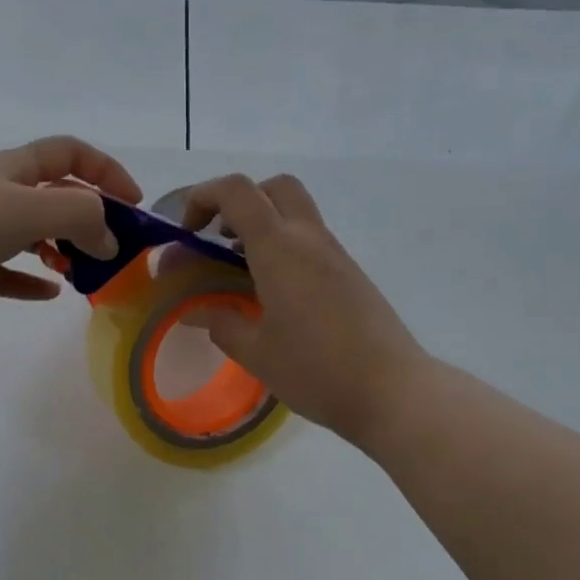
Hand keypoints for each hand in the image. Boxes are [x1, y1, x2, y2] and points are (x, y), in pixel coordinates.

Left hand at [0, 136, 140, 326]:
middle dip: (89, 218)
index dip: (106, 171)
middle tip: (115, 251)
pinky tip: (50, 293)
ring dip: (63, 250)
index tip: (134, 204)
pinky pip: (6, 274)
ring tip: (87, 273)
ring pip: (32, 236)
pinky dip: (30, 282)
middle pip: (54, 197)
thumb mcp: (27, 207)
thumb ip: (80, 216)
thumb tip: (108, 242)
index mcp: (11, 169)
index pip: (68, 154)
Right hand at [177, 173, 425, 448]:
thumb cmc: (316, 370)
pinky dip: (283, 248)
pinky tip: (273, 293)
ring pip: (295, 213)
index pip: (237, 192)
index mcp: (279, 249)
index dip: (203, 197)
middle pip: (274, 188)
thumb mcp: (255, 352)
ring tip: (239, 270)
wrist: (393, 392)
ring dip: (262, 226)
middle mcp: (309, 239)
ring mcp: (335, 255)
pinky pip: (310, 241)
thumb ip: (221, 323)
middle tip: (219, 238)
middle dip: (239, 201)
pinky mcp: (351, 275)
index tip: (187, 232)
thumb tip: (195, 310)